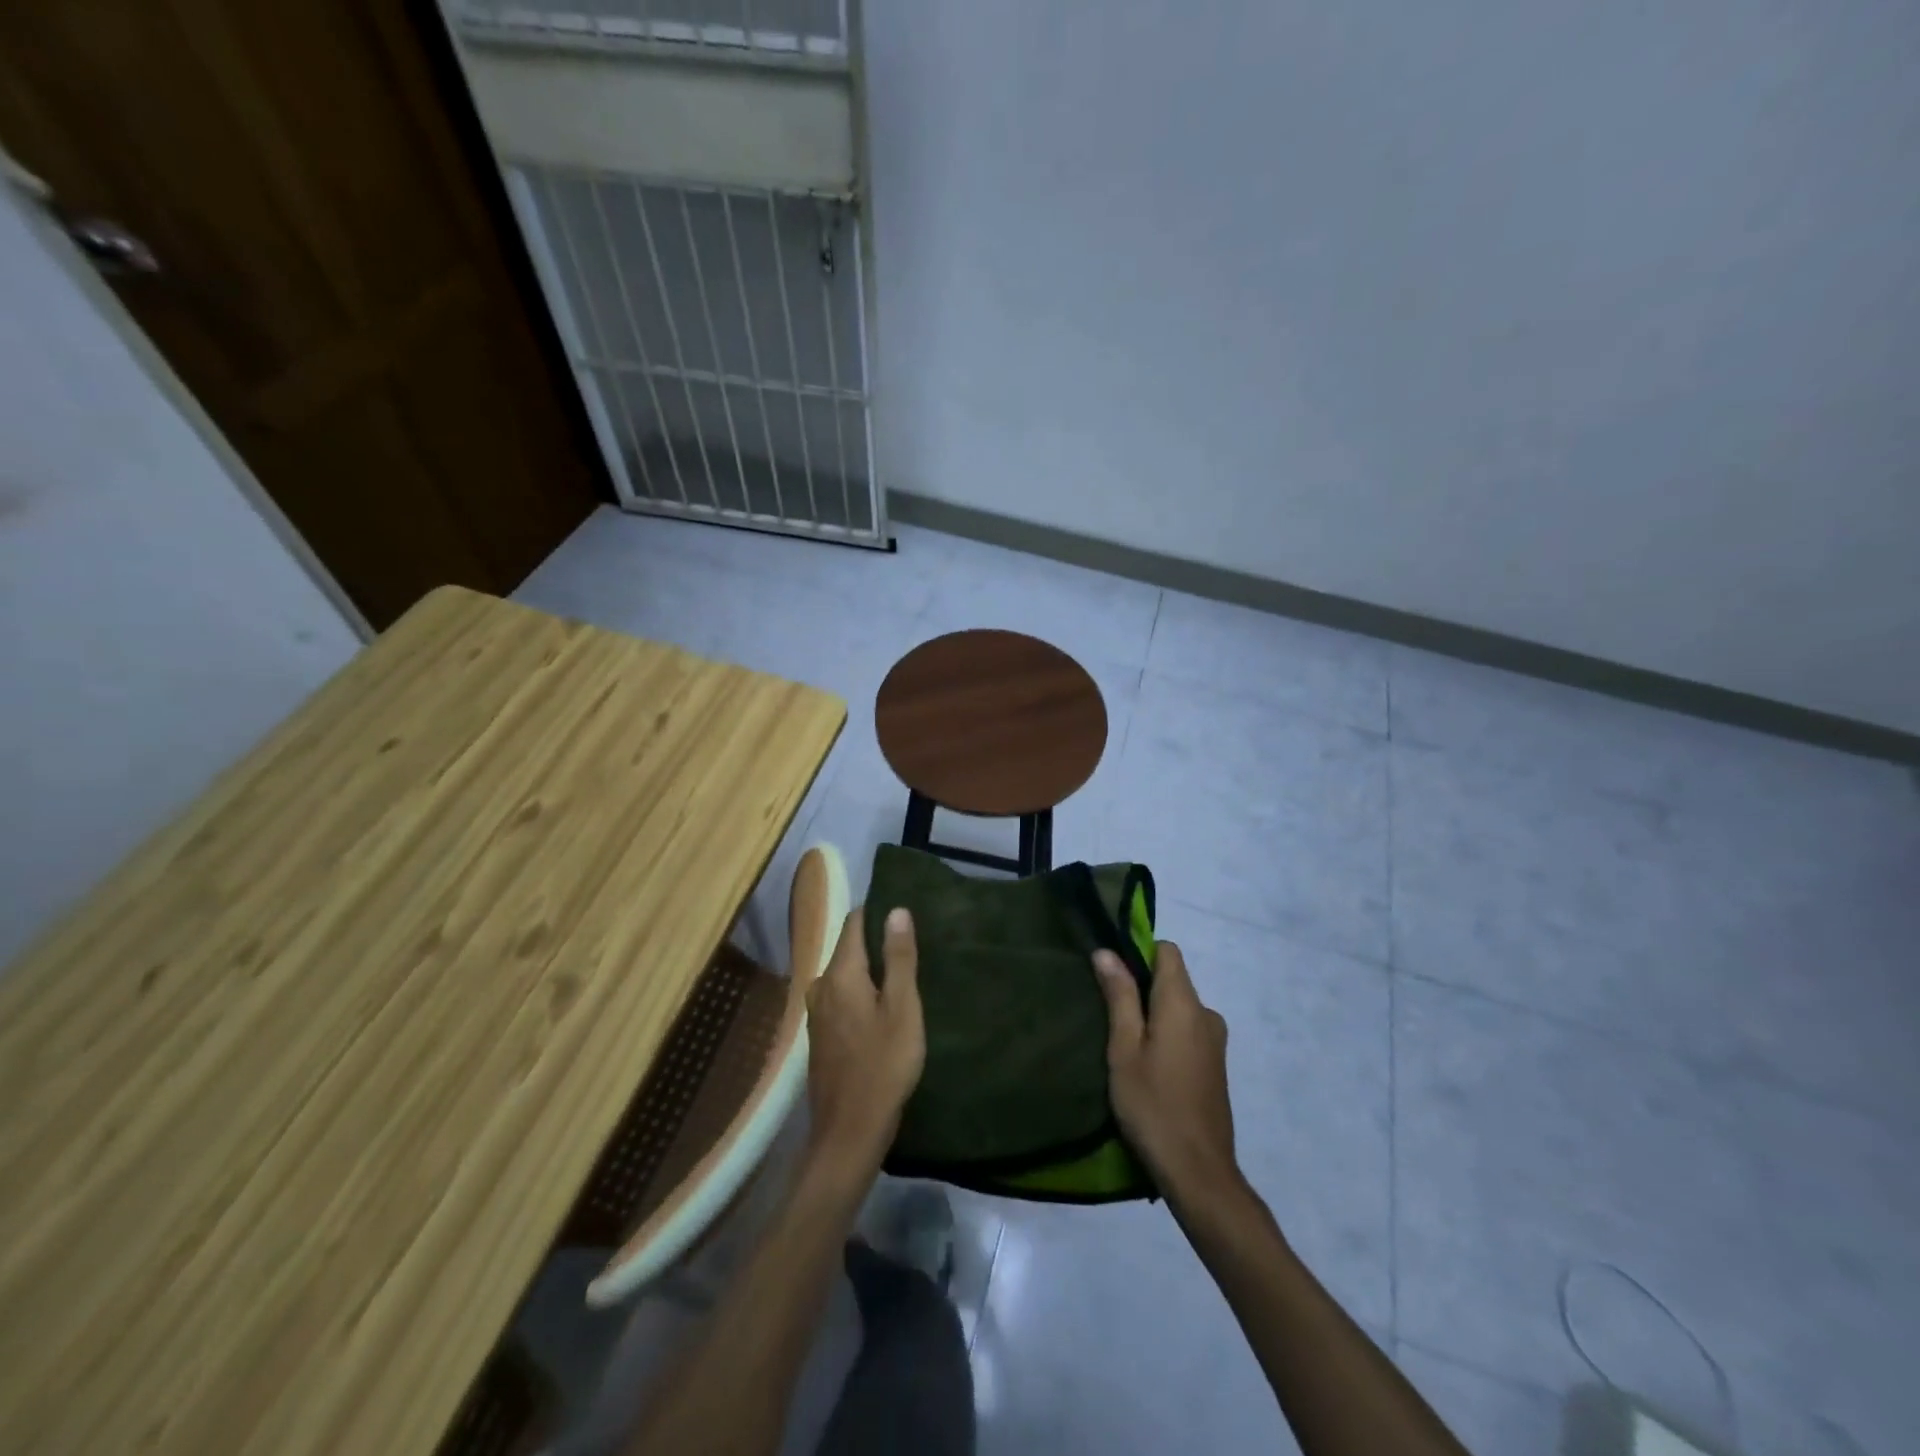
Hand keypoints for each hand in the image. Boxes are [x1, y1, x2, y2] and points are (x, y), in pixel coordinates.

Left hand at [804, 907, 925, 1177]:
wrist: (848, 1133)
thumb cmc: (883, 1066)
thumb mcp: (902, 1009)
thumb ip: (899, 958)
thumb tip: (896, 910)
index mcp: (840, 974)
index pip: (855, 923)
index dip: (878, 912)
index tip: (905, 910)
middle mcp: (821, 986)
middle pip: (849, 948)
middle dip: (877, 942)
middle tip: (912, 943)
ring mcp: (817, 1012)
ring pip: (846, 975)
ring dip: (871, 970)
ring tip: (902, 972)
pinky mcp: (821, 1035)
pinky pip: (842, 997)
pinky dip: (862, 992)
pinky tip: (883, 1005)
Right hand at [1093, 942, 1241, 1203]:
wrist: (1198, 1172)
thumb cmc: (1153, 1105)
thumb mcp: (1124, 1049)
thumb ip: (1119, 996)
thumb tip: (1107, 952)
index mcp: (1184, 1004)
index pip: (1168, 951)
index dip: (1139, 952)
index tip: (1113, 973)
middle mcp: (1206, 1014)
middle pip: (1172, 979)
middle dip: (1141, 987)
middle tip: (1108, 1015)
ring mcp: (1215, 1041)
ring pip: (1179, 1007)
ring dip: (1153, 1014)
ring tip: (1123, 1044)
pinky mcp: (1216, 1065)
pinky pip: (1187, 1030)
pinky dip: (1166, 1034)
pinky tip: (1147, 1066)